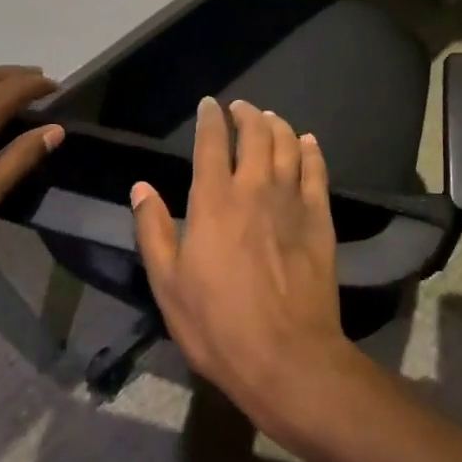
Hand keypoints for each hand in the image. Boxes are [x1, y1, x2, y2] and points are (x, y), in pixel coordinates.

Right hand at [131, 98, 360, 441]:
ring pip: (288, 145)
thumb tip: (141, 187)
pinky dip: (311, 151)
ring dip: (278, 126)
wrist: (286, 356)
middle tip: (241, 108)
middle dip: (246, 114)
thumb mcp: (167, 284)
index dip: (210, 119)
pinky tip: (308, 143)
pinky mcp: (320, 219)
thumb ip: (153, 229)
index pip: (211, 143)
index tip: (209, 106)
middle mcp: (255, 189)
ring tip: (270, 119)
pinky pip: (317, 172)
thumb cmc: (217, 324)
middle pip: (255, 134)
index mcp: (213, 201)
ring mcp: (292, 201)